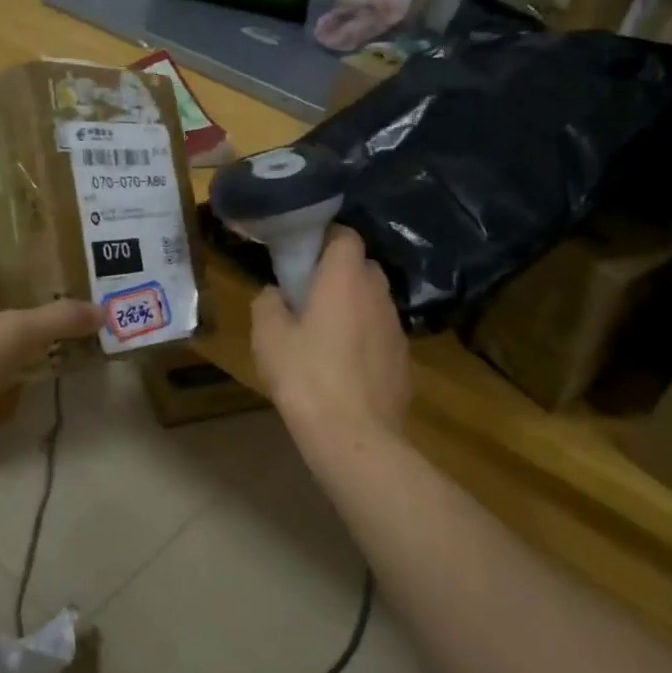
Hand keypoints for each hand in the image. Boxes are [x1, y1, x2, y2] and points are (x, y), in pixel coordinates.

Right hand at [251, 227, 409, 445]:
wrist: (354, 436)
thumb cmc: (306, 378)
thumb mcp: (268, 337)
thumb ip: (268, 303)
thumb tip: (276, 293)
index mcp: (345, 278)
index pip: (346, 236)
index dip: (325, 239)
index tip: (303, 258)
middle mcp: (378, 293)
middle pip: (362, 267)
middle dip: (339, 274)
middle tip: (309, 296)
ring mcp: (396, 327)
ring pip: (374, 301)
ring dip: (353, 307)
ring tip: (326, 333)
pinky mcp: (404, 358)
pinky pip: (381, 333)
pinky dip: (365, 337)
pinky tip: (345, 365)